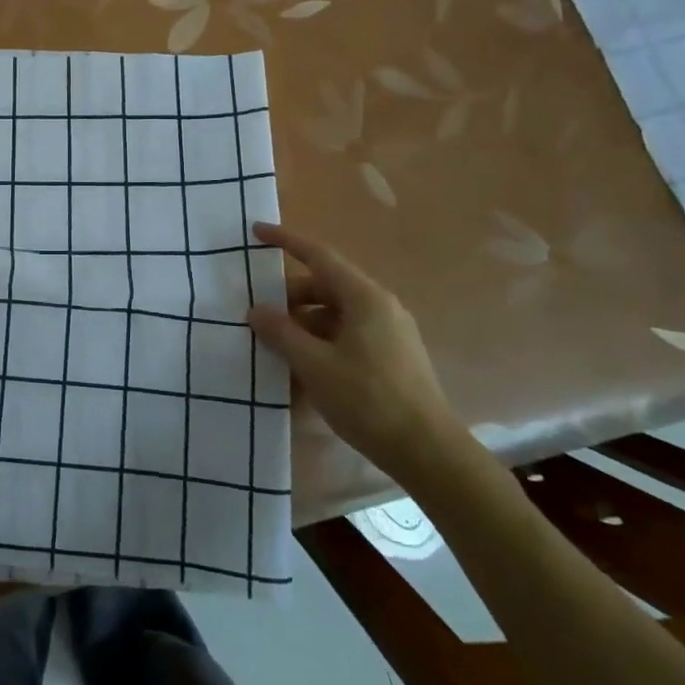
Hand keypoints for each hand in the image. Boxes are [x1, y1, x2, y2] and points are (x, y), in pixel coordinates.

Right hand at [246, 223, 460, 482]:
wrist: (428, 452)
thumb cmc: (368, 399)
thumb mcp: (314, 365)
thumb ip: (281, 332)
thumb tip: (256, 310)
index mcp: (364, 297)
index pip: (319, 256)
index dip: (286, 241)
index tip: (256, 232)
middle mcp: (379, 306)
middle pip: (325, 286)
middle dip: (288, 297)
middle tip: (257, 314)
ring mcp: (388, 332)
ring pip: (334, 314)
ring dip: (302, 324)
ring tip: (274, 346)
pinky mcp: (391, 356)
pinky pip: (346, 335)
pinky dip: (320, 342)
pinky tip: (301, 368)